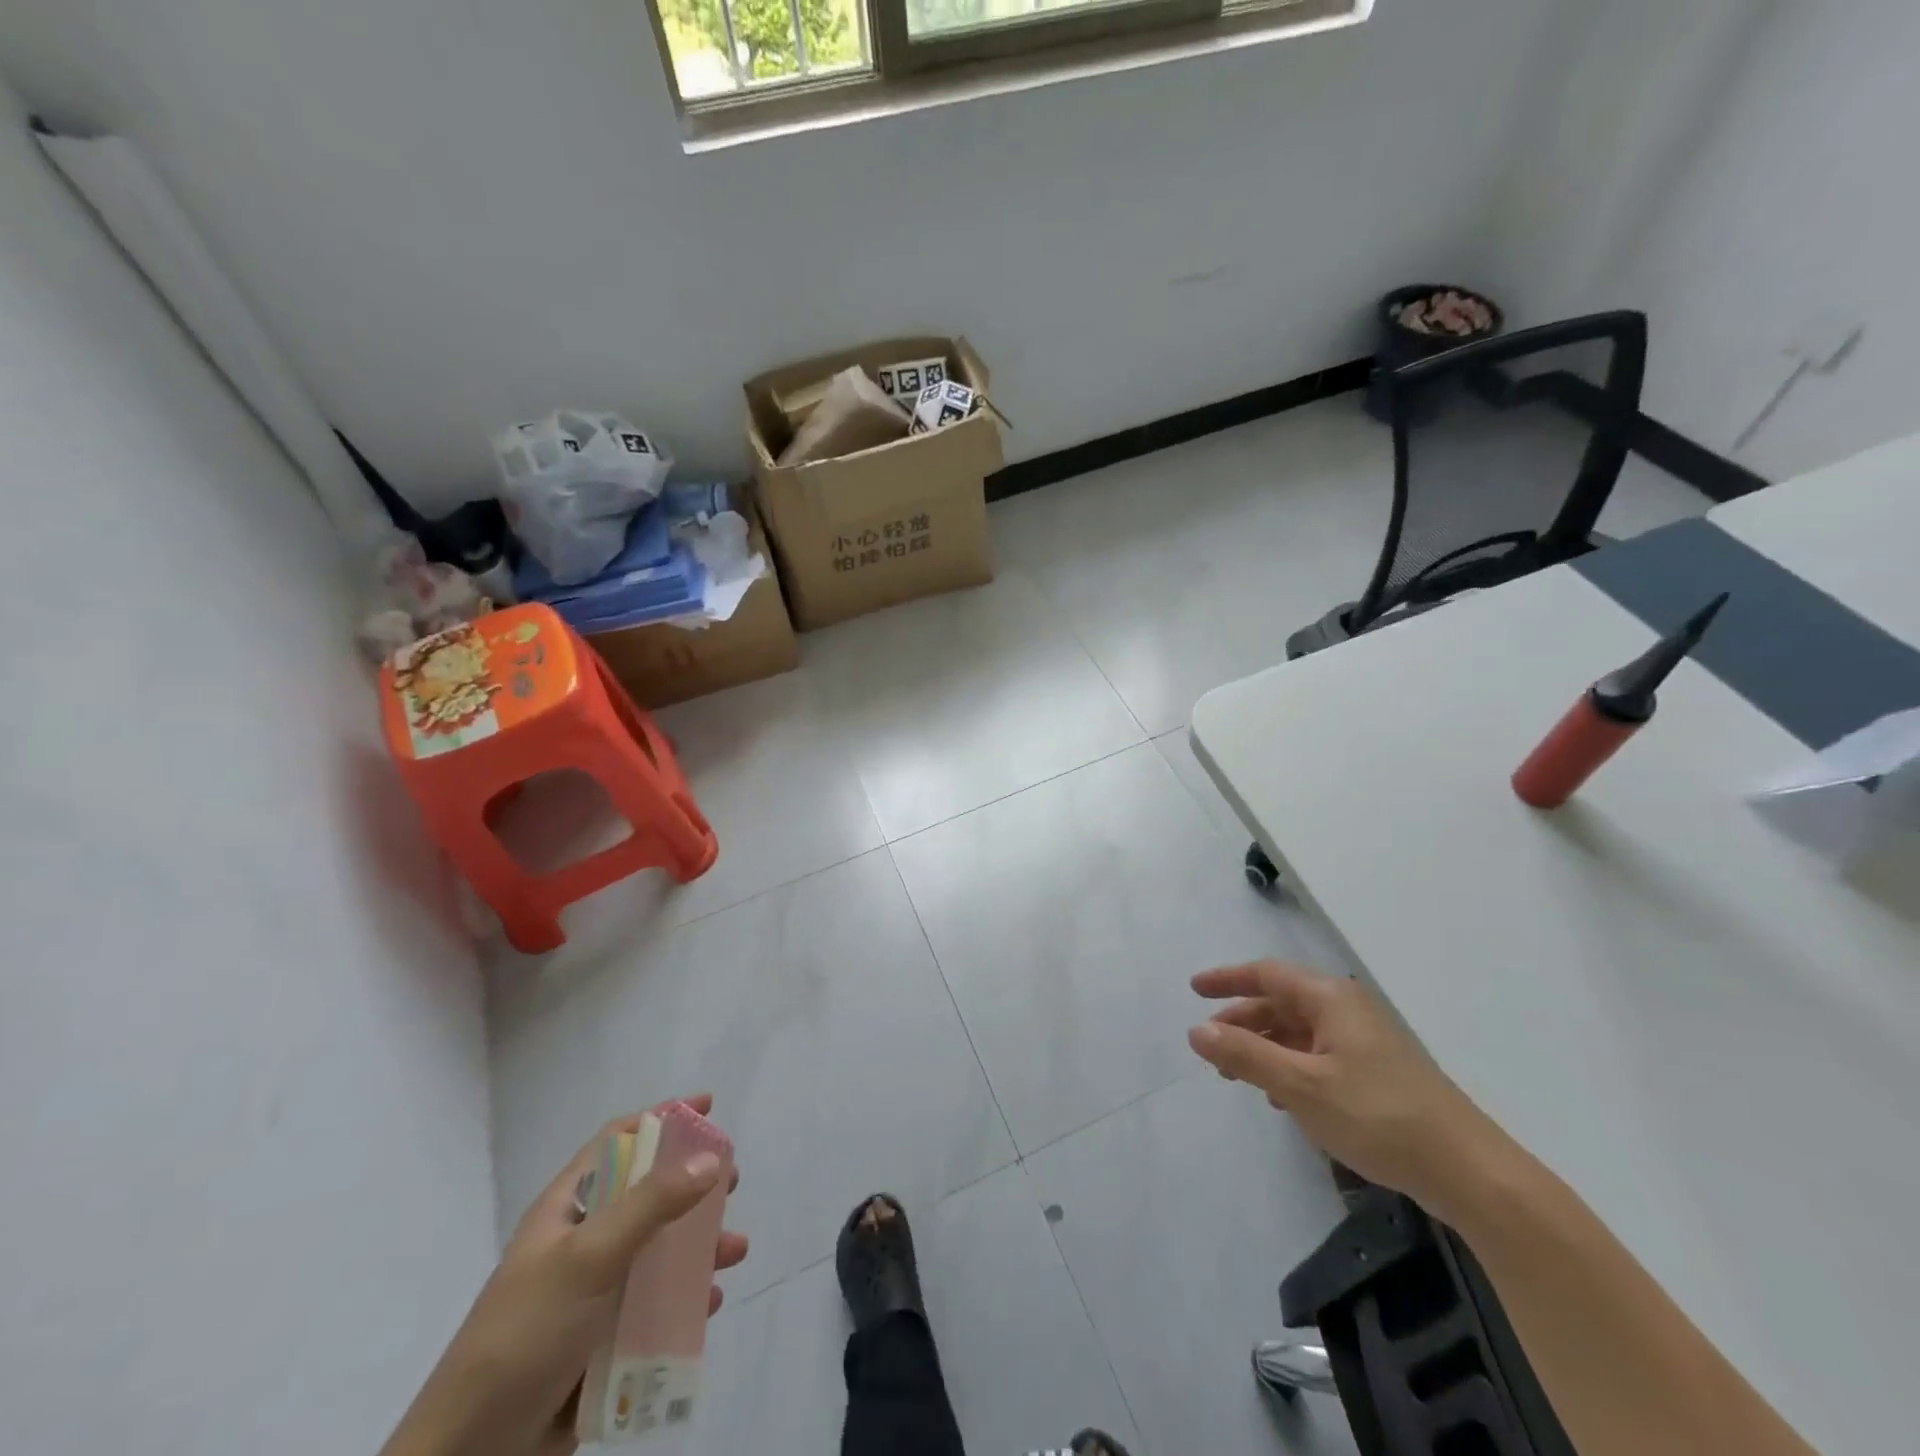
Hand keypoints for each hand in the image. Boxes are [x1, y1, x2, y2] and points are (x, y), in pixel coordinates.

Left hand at [381, 1096, 747, 1455]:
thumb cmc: (527, 1333)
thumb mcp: (590, 1256)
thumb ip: (652, 1203)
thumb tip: (713, 1158)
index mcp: (567, 1209)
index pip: (619, 1141)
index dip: (662, 1118)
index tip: (708, 1107)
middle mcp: (583, 1242)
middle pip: (648, 1195)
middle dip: (693, 1186)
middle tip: (732, 1183)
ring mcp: (593, 1293)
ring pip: (659, 1253)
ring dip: (699, 1248)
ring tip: (736, 1251)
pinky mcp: (603, 1341)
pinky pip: (656, 1307)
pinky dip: (686, 1300)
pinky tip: (709, 1303)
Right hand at [1188, 960, 1507, 1220]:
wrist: (1468, 1172)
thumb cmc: (1377, 1116)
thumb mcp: (1300, 1086)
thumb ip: (1245, 1055)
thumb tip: (1197, 1031)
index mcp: (1330, 999)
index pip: (1267, 974)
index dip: (1228, 979)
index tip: (1194, 990)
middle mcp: (1347, 1010)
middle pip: (1282, 1003)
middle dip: (1242, 1022)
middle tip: (1211, 1047)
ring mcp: (1365, 1042)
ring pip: (1299, 1032)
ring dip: (1264, 1048)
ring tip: (1238, 1077)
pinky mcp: (1376, 1074)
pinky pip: (1318, 1056)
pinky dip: (1291, 1068)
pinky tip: (1282, 1100)